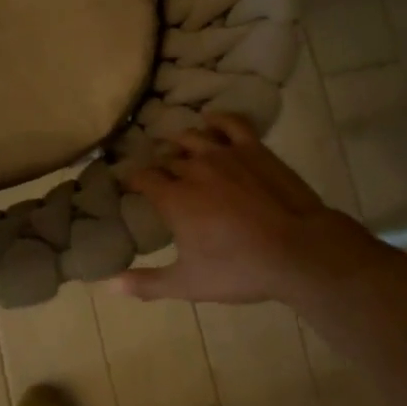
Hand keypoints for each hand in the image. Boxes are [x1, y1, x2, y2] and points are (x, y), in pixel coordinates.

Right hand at [115, 114, 381, 304]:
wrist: (297, 251)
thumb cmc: (240, 269)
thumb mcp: (189, 284)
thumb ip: (147, 283)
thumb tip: (109, 285)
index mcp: (174, 198)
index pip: (142, 178)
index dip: (132, 178)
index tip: (128, 182)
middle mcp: (193, 168)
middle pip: (167, 158)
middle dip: (158, 164)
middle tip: (157, 172)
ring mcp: (224, 154)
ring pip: (193, 137)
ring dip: (180, 141)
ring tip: (177, 146)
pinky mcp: (253, 149)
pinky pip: (231, 123)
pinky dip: (217, 119)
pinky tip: (211, 120)